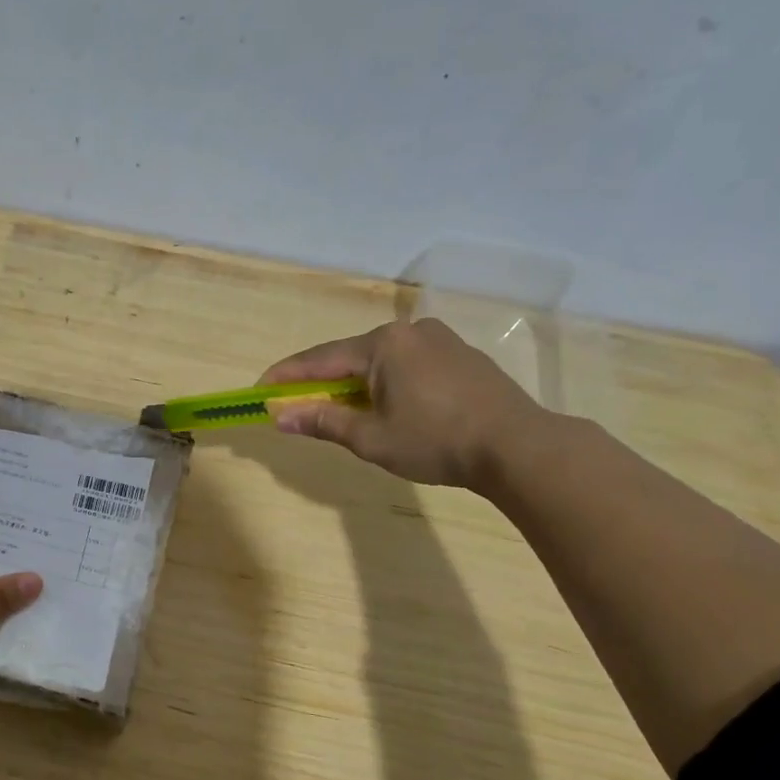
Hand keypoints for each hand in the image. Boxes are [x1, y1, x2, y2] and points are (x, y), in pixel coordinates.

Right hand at [259, 318, 544, 487]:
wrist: (519, 447)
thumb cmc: (436, 442)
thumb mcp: (371, 438)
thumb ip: (323, 422)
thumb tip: (280, 416)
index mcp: (383, 344)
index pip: (319, 359)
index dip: (286, 377)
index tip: (260, 390)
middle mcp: (409, 332)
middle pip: (349, 357)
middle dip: (322, 382)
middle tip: (299, 406)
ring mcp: (440, 341)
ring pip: (380, 361)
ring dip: (356, 384)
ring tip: (344, 412)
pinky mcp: (462, 356)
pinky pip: (408, 365)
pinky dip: (387, 384)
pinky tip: (389, 407)